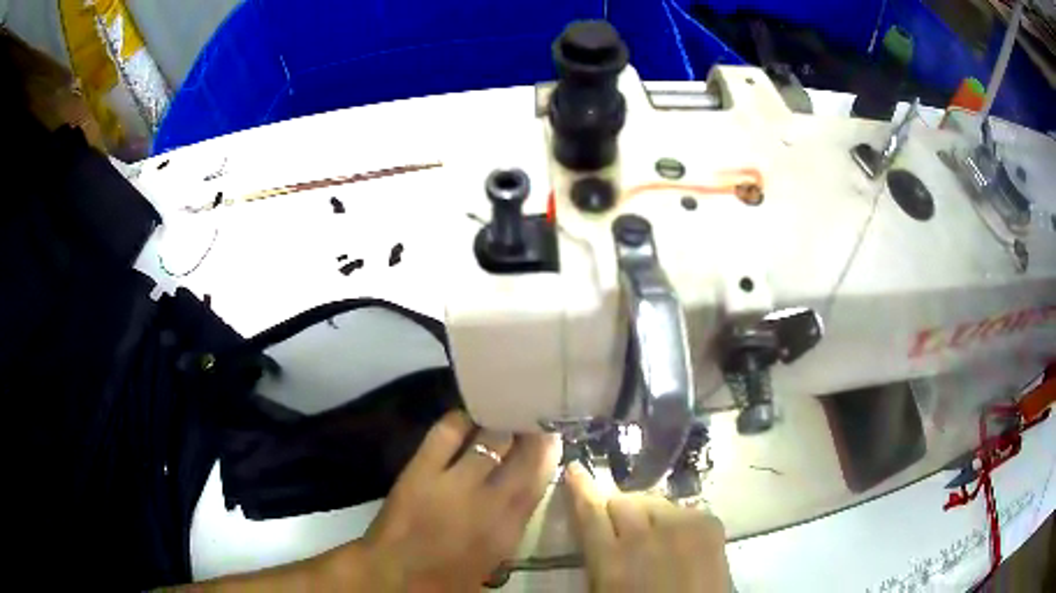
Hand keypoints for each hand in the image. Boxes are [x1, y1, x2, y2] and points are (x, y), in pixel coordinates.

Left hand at [362, 410, 560, 590]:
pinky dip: (461, 418)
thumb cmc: (449, 575)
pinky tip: (468, 414)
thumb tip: (524, 485)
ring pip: (491, 438)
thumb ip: (513, 519)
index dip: (548, 451)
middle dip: (531, 430)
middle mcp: (490, 501)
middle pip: (522, 454)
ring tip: (504, 408)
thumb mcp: (495, 554)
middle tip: (531, 413)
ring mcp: (454, 482)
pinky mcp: (421, 469)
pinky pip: (448, 431)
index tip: (551, 433)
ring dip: (501, 422)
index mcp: (509, 527)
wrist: (396, 576)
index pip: (539, 479)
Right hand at [565, 462, 729, 592]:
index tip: (576, 468)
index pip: (590, 511)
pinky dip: (677, 520)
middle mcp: (644, 536)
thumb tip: (597, 527)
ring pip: (654, 501)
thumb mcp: (605, 589)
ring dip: (647, 514)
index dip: (580, 487)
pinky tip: (680, 541)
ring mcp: (681, 525)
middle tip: (621, 529)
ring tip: (654, 535)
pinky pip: (684, 508)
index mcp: (611, 560)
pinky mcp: (709, 523)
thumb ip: (598, 556)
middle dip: (617, 510)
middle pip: (622, 500)